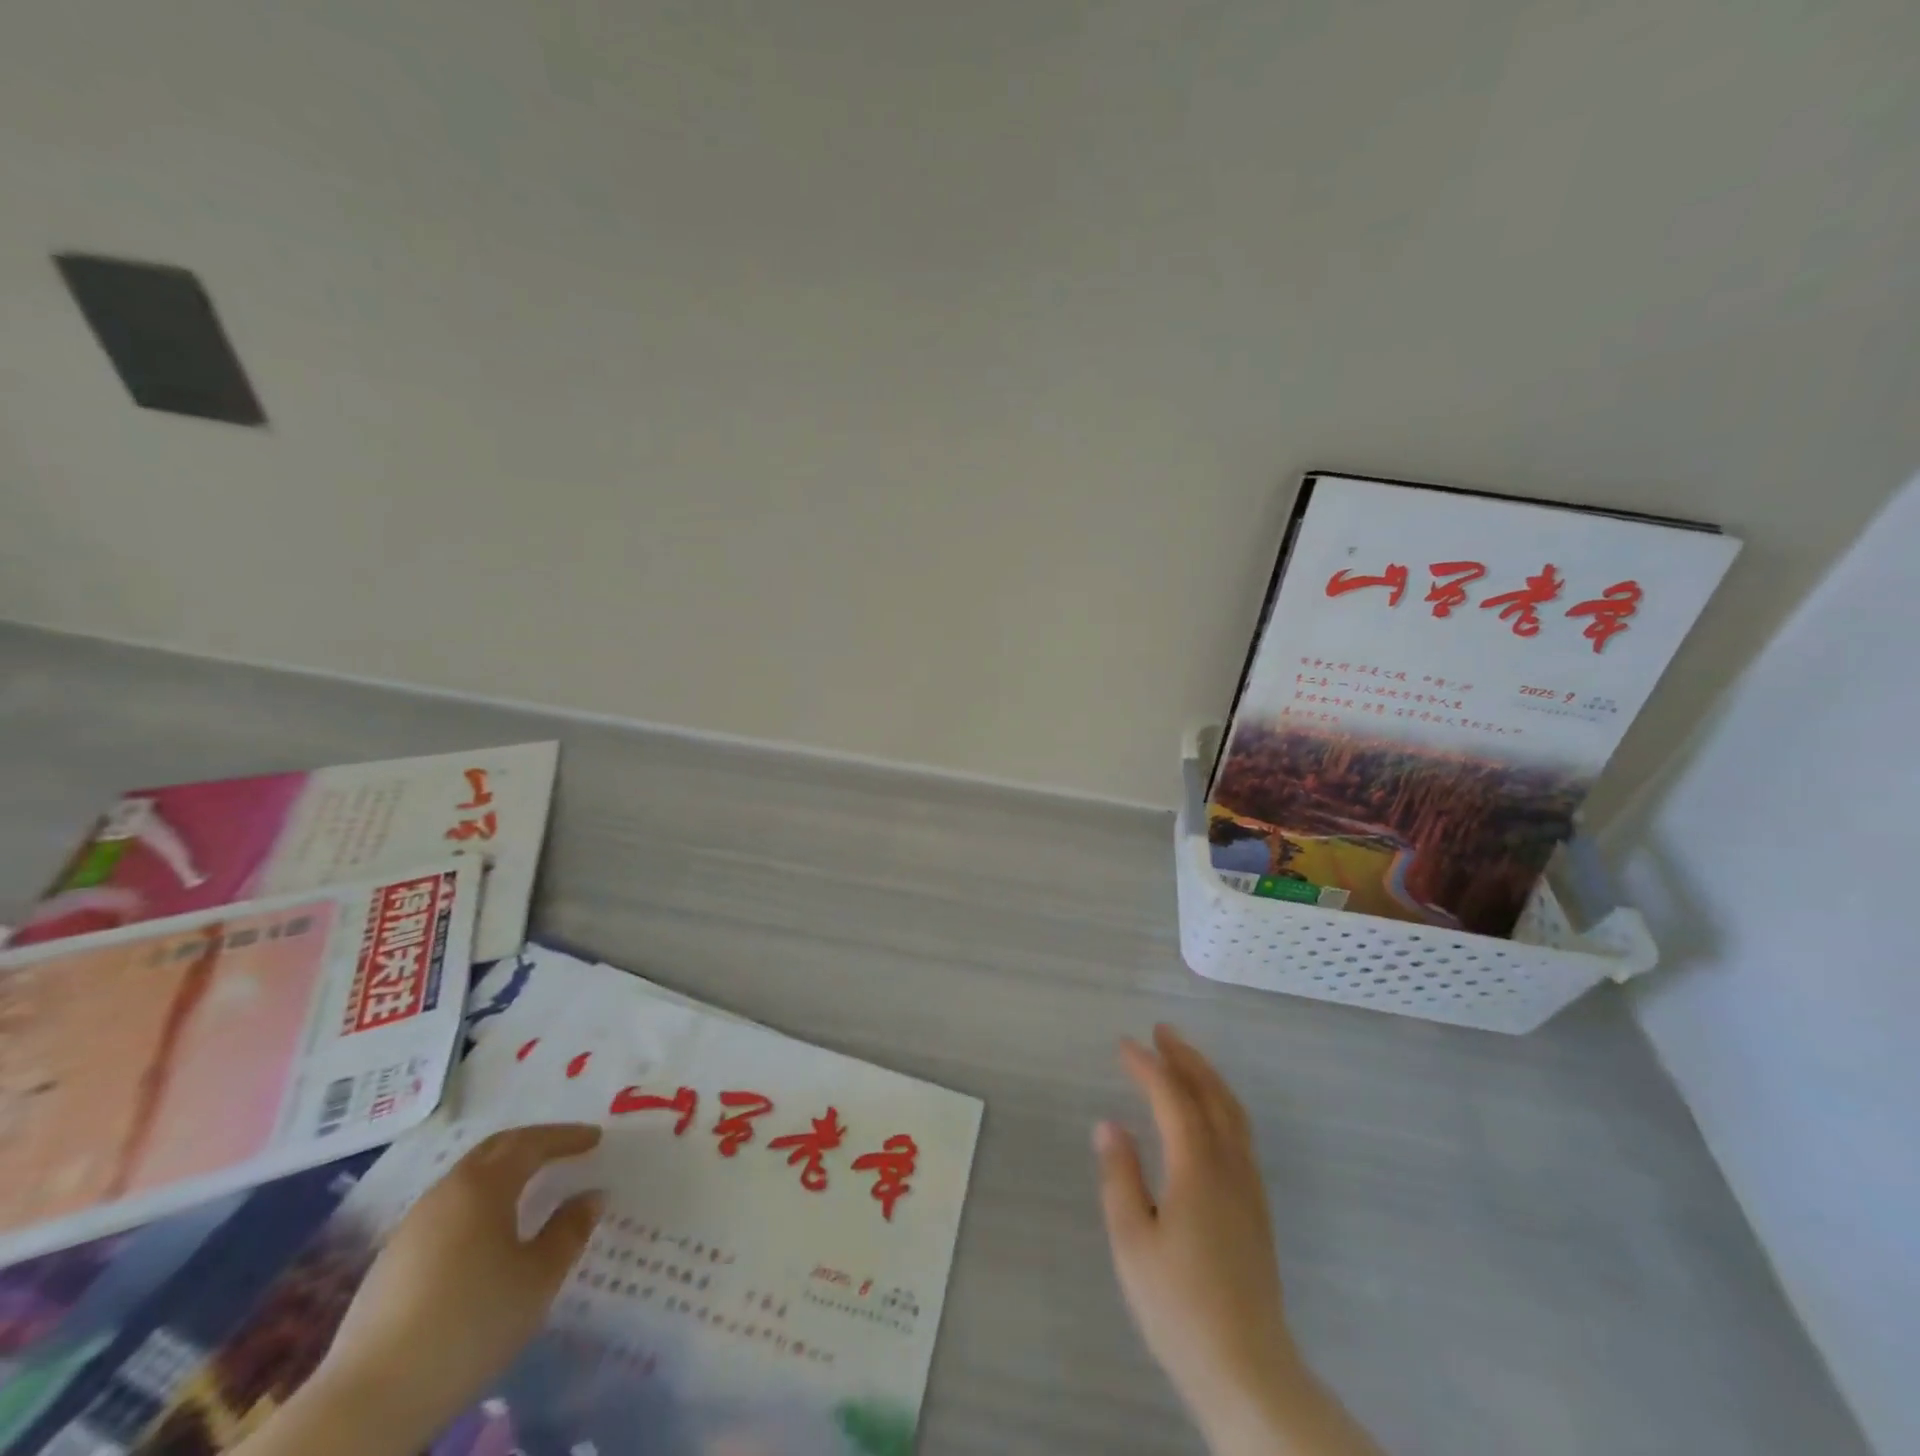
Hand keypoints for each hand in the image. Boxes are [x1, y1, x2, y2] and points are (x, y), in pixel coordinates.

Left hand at [312, 1124, 604, 1445]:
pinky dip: (478, 1202)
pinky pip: (447, 1210)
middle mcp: (445, 1193)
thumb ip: (570, 1230)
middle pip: (494, 1150)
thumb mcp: (538, 1278)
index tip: (595, 1138)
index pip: (532, 1143)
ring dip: (502, 1172)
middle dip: (532, 1143)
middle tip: (564, 1147)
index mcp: (484, 1186)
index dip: (566, 1137)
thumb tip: (591, 1196)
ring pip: (466, 1179)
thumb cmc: (471, 1323)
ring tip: (529, 1186)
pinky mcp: (390, 1262)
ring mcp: (411, 1227)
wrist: (369, 1402)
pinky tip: (486, 1232)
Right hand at [1096, 1026, 1380, 1455]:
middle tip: (1161, 1031)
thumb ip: (1120, 1176)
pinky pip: (1241, 1133)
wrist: (1248, 1372)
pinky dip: (1221, 1104)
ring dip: (1208, 1077)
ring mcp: (1250, 1187)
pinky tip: (1207, 1114)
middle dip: (1186, 1057)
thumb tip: (1110, 1124)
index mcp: (1197, 1167)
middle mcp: (1229, 1166)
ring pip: (1233, 1112)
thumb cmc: (1179, 1307)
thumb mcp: (1132, 1241)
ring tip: (1183, 1059)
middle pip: (1212, 1094)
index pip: (1172, 1097)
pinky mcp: (1257, 1209)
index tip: (1123, 1044)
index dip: (1147, 1066)